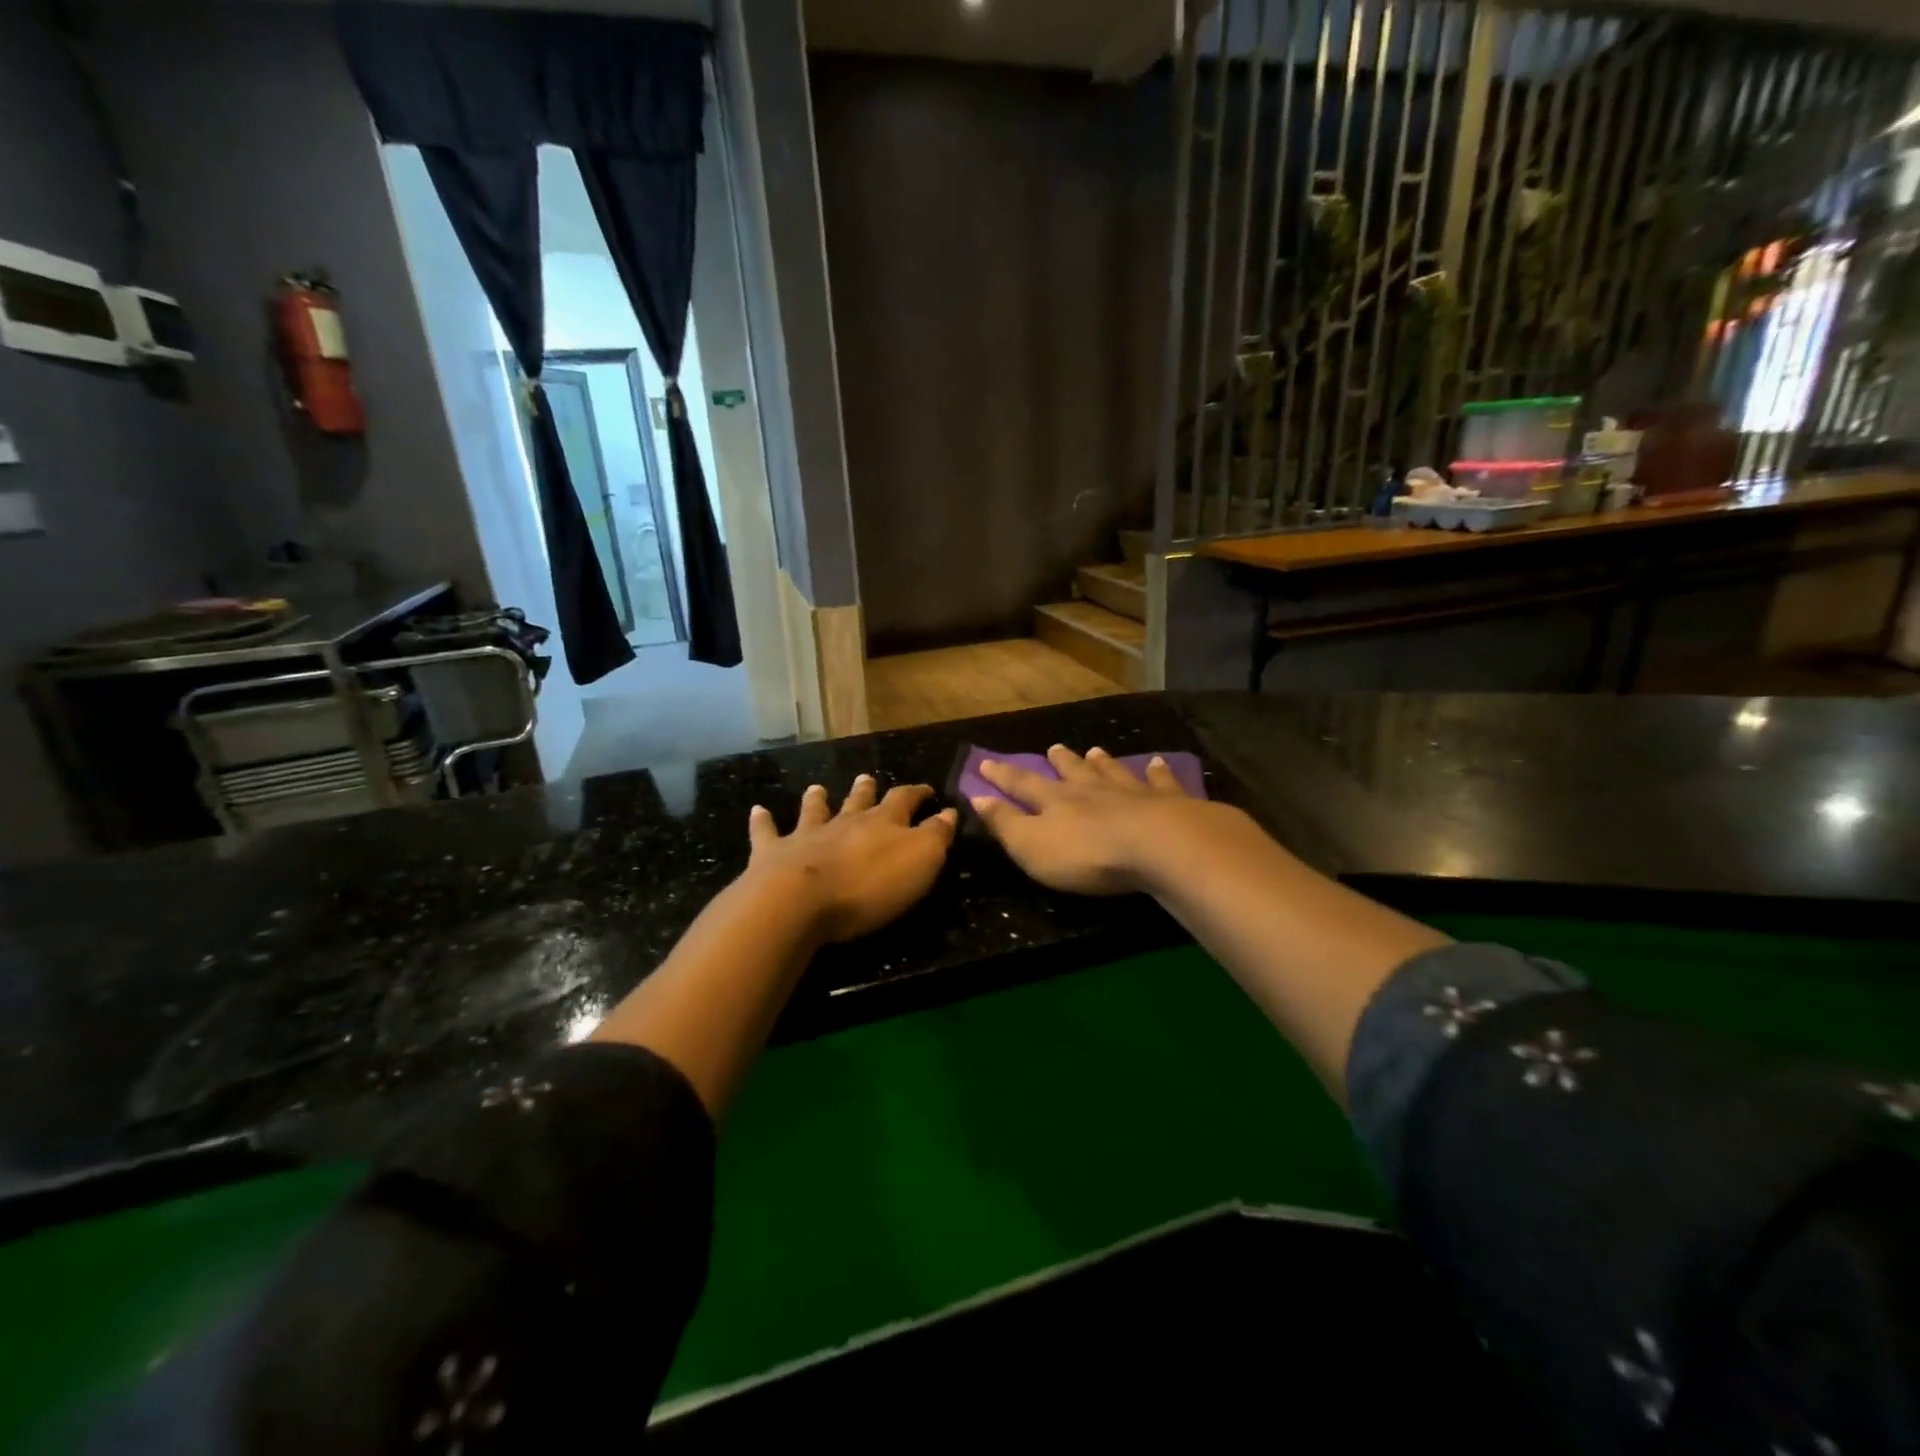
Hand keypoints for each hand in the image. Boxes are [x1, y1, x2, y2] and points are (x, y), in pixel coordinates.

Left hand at [744, 777, 957, 942]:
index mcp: (883, 822)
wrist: (800, 900)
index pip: (905, 799)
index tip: (927, 790)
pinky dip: (763, 821)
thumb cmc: (869, 885)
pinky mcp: (774, 853)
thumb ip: (936, 835)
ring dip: (818, 799)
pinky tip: (758, 811)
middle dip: (866, 790)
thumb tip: (949, 811)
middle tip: (868, 778)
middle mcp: (845, 821)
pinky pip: (768, 832)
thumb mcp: (921, 861)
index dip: (918, 793)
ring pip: (815, 810)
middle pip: (858, 800)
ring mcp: (807, 835)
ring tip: (819, 788)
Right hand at [970, 744, 1230, 895]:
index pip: (1022, 784)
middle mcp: (1092, 789)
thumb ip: (1005, 823)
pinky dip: (1158, 772)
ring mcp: (1132, 792)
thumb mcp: (1032, 846)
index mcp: (1056, 801)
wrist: (1159, 846)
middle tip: (1053, 748)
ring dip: (1102, 762)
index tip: (986, 762)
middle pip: (1072, 771)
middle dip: (1060, 761)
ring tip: (1096, 750)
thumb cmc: (1087, 854)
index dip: (1003, 775)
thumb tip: (977, 797)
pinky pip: (1160, 782)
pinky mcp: (1169, 803)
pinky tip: (1157, 763)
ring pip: (1112, 771)